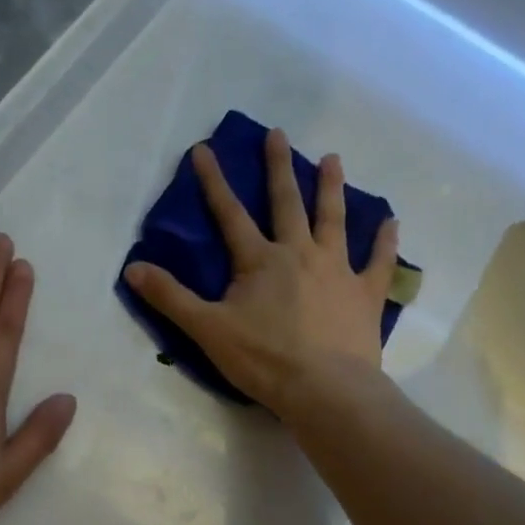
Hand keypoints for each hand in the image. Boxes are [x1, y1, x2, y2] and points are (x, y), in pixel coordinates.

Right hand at [124, 128, 396, 419]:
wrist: (326, 390)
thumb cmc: (264, 359)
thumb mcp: (207, 329)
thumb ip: (170, 297)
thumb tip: (133, 268)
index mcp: (260, 260)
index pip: (230, 214)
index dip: (214, 181)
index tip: (204, 149)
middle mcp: (299, 253)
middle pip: (287, 203)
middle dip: (279, 167)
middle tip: (279, 134)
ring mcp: (337, 270)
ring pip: (333, 220)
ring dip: (331, 188)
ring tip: (334, 159)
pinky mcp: (365, 294)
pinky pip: (378, 261)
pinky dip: (385, 241)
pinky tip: (391, 221)